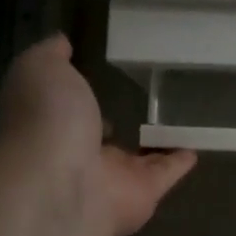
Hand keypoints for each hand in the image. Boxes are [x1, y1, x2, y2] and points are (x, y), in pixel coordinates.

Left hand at [0, 35, 196, 235]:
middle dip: (111, 123)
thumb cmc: (46, 120)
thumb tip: (61, 42)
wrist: (61, 184)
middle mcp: (76, 153)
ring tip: (176, 121)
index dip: (76, 96)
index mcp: (49, 124)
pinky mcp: (143, 193)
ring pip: (135, 158)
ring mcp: (110, 178)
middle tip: (139, 101)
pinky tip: (196, 147)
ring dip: (152, 144)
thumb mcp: (39, 70)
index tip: (95, 77)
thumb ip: (50, 55)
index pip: (64, 109)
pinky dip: (180, 163)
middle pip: (97, 138)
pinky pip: (166, 173)